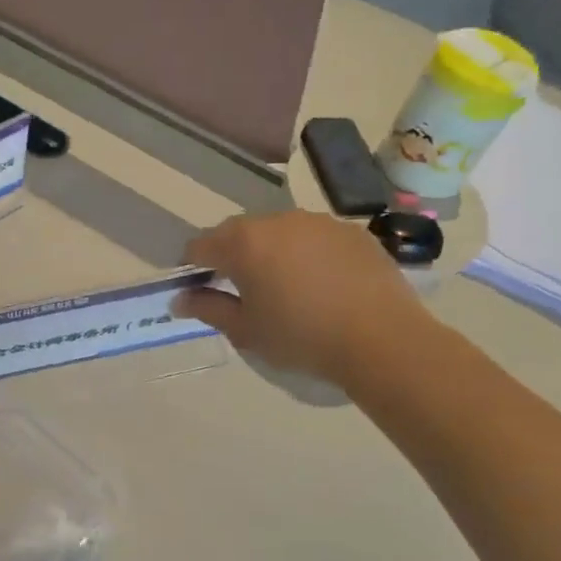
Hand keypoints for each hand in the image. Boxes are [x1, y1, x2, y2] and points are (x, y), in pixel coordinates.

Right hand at [175, 212, 431, 388]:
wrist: (381, 339)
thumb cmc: (300, 337)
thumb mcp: (245, 331)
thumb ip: (207, 309)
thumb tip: (180, 299)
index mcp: (243, 243)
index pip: (200, 246)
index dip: (191, 268)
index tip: (197, 291)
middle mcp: (277, 221)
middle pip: (238, 233)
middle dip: (230, 257)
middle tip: (238, 292)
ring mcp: (318, 222)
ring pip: (278, 233)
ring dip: (269, 253)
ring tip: (282, 288)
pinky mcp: (351, 231)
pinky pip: (313, 238)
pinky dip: (305, 255)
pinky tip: (319, 286)